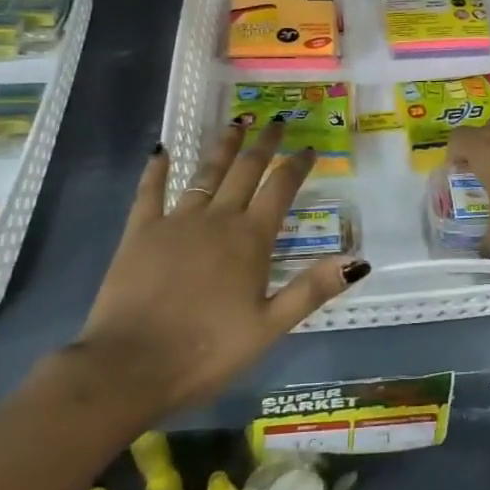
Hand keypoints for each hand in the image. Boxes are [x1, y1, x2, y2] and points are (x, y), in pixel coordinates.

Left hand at [74, 122, 366, 414]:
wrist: (131, 366)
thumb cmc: (207, 351)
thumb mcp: (269, 327)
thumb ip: (312, 289)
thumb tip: (359, 261)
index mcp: (251, 239)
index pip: (281, 189)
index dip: (297, 165)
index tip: (309, 148)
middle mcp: (218, 219)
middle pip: (246, 170)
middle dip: (264, 144)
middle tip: (275, 122)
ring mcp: (177, 221)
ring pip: (205, 172)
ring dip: (223, 147)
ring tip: (236, 124)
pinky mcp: (140, 231)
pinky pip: (150, 191)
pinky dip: (156, 169)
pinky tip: (160, 150)